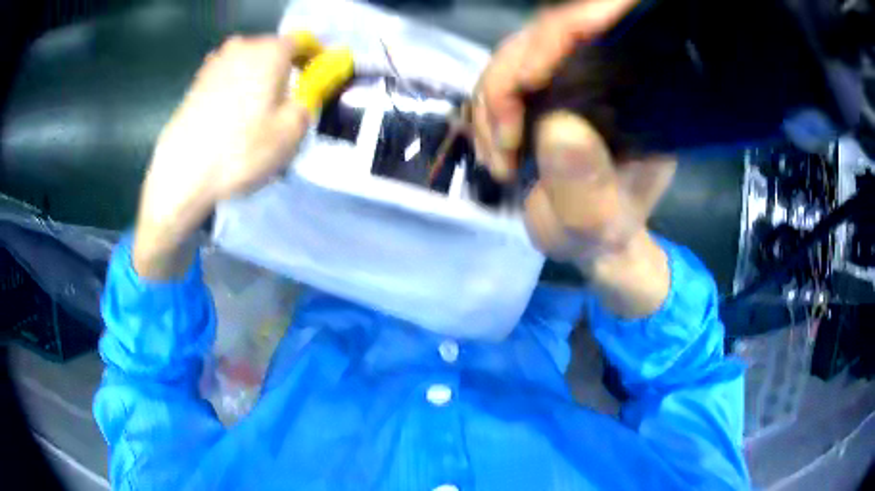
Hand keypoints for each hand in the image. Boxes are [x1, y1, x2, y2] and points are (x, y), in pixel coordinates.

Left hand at [134, 33, 352, 279]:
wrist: (183, 172)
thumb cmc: (241, 150)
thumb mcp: (292, 132)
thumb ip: (309, 101)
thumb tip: (306, 91)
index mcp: (271, 51)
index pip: (302, 42)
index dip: (313, 59)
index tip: (314, 80)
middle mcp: (243, 46)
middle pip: (273, 50)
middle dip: (283, 69)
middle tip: (284, 100)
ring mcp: (215, 62)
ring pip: (248, 63)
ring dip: (257, 79)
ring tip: (255, 111)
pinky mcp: (196, 82)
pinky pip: (227, 76)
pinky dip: (235, 88)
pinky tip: (230, 116)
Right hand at [474, 1, 675, 317]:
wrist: (585, 239)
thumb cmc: (601, 234)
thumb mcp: (597, 223)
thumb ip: (586, 185)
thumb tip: (558, 128)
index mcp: (639, 96)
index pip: (603, 30)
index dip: (560, 37)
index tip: (526, 82)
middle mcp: (607, 75)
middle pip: (545, 35)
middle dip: (508, 83)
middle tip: (501, 143)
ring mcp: (571, 78)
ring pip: (514, 54)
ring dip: (491, 104)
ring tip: (497, 160)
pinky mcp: (541, 89)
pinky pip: (499, 78)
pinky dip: (484, 112)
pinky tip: (492, 149)